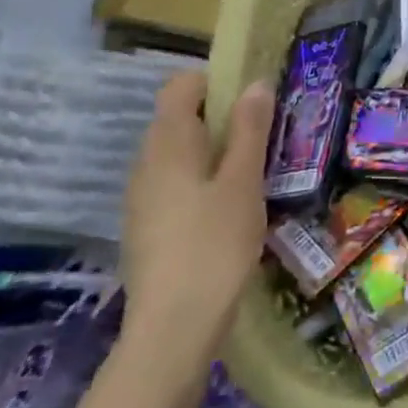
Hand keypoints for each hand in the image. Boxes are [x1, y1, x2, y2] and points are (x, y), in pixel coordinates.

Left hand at [120, 72, 274, 361]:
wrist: (173, 327)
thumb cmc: (214, 244)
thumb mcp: (244, 181)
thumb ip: (250, 130)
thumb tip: (256, 83)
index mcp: (167, 144)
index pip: (181, 86)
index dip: (216, 81)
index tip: (254, 98)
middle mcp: (145, 163)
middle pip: (179, 119)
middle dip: (221, 118)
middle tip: (265, 135)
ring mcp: (141, 197)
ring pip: (178, 154)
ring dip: (214, 151)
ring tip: (255, 172)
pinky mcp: (146, 226)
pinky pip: (174, 183)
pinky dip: (202, 180)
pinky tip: (229, 208)